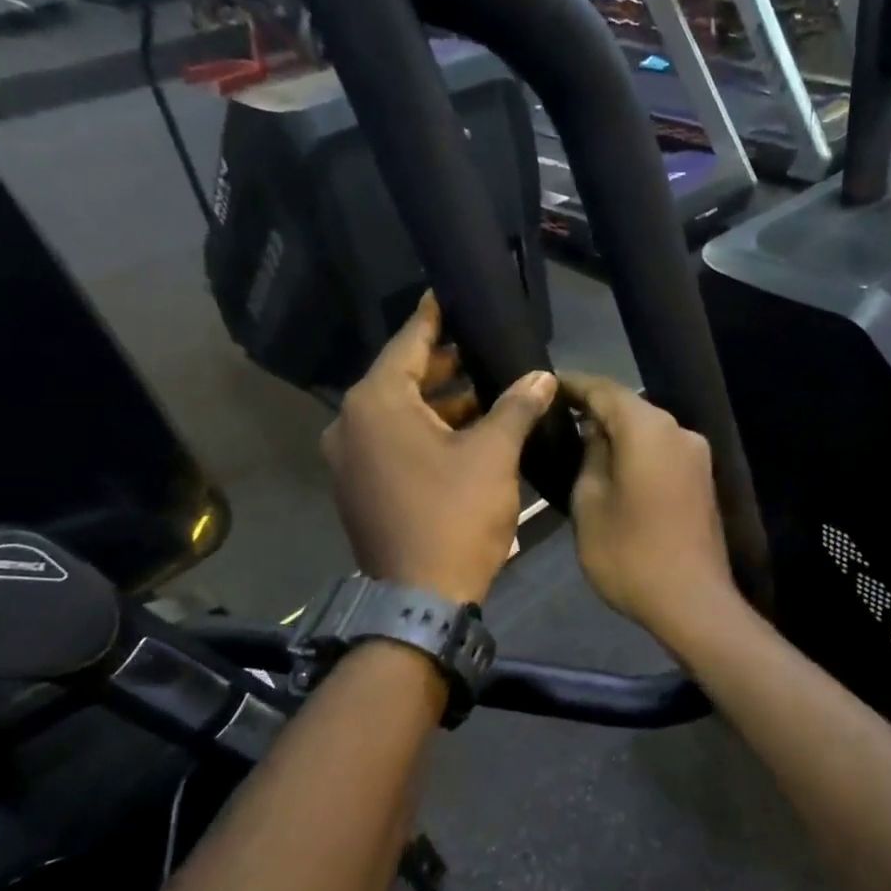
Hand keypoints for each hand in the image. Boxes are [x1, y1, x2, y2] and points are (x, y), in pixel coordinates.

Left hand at [324, 293, 556, 604]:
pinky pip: (392, 443)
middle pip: (401, 378)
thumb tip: (540, 377)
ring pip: (398, 414)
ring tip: (484, 390)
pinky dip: (424, 432)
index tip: (447, 294)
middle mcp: (351, 423)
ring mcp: (349, 459)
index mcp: (376, 403)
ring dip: (438, 402)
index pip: (408, 342)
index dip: (433, 317)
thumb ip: (516, 406)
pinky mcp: (360, 487)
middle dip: (443, 364)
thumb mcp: (494, 454)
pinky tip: (464, 432)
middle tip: (481, 347)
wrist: (420, 597)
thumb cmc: (455, 515)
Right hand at [560, 373, 734, 642]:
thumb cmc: (629, 553)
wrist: (692, 602)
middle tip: (558, 415)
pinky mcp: (702, 479)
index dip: (573, 385)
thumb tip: (595, 432)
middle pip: (630, 406)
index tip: (547, 385)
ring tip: (580, 440)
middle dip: (594, 408)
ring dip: (617, 432)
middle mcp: (679, 431)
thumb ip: (590, 456)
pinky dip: (637, 451)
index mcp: (649, 429)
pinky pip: (662, 451)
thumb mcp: (589, 503)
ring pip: (648, 430)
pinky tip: (614, 465)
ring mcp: (696, 455)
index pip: (604, 390)